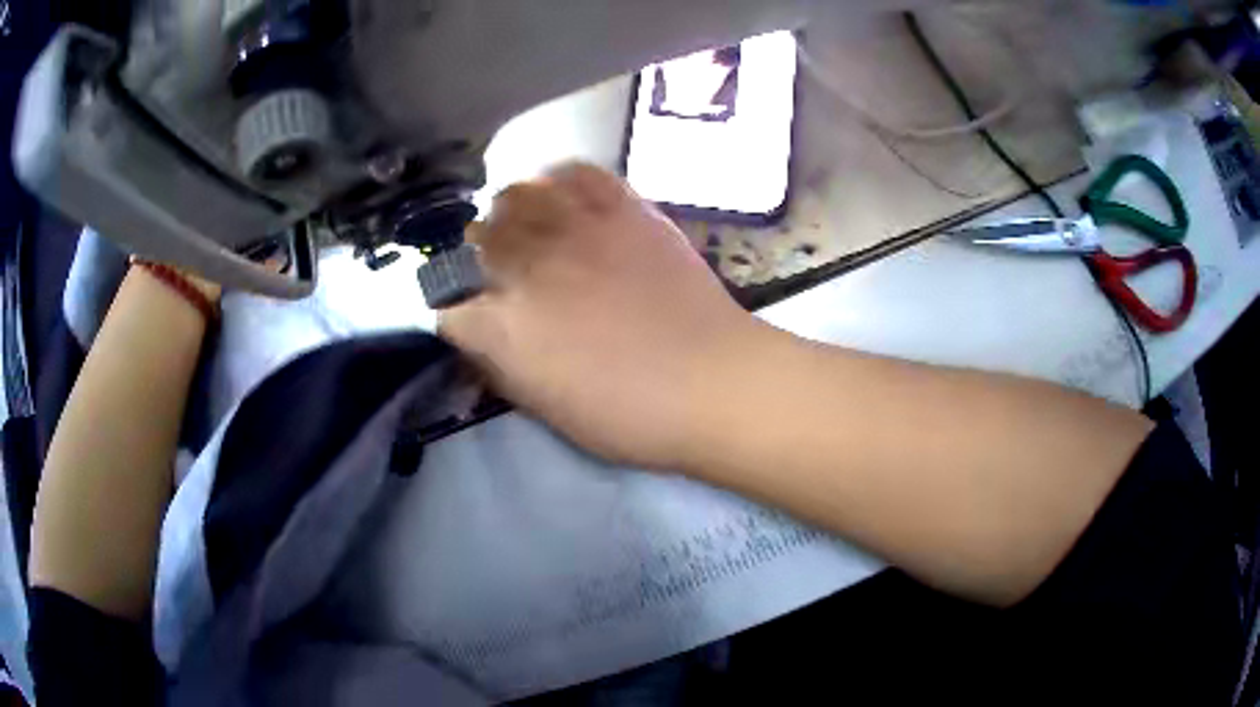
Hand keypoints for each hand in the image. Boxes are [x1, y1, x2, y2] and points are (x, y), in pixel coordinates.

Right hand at [440, 163, 758, 469]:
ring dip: (512, 214)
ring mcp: (575, 229)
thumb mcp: (547, 409)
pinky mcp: (622, 208)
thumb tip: (479, 339)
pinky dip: (561, 182)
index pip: (447, 305)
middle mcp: (527, 266)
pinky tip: (568, 201)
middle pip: (474, 240)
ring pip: (515, 195)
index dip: (455, 314)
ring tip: (530, 229)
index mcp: (503, 326)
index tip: (473, 320)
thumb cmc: (630, 414)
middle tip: (502, 273)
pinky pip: (576, 173)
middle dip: (478, 258)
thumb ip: (501, 367)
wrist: (712, 380)